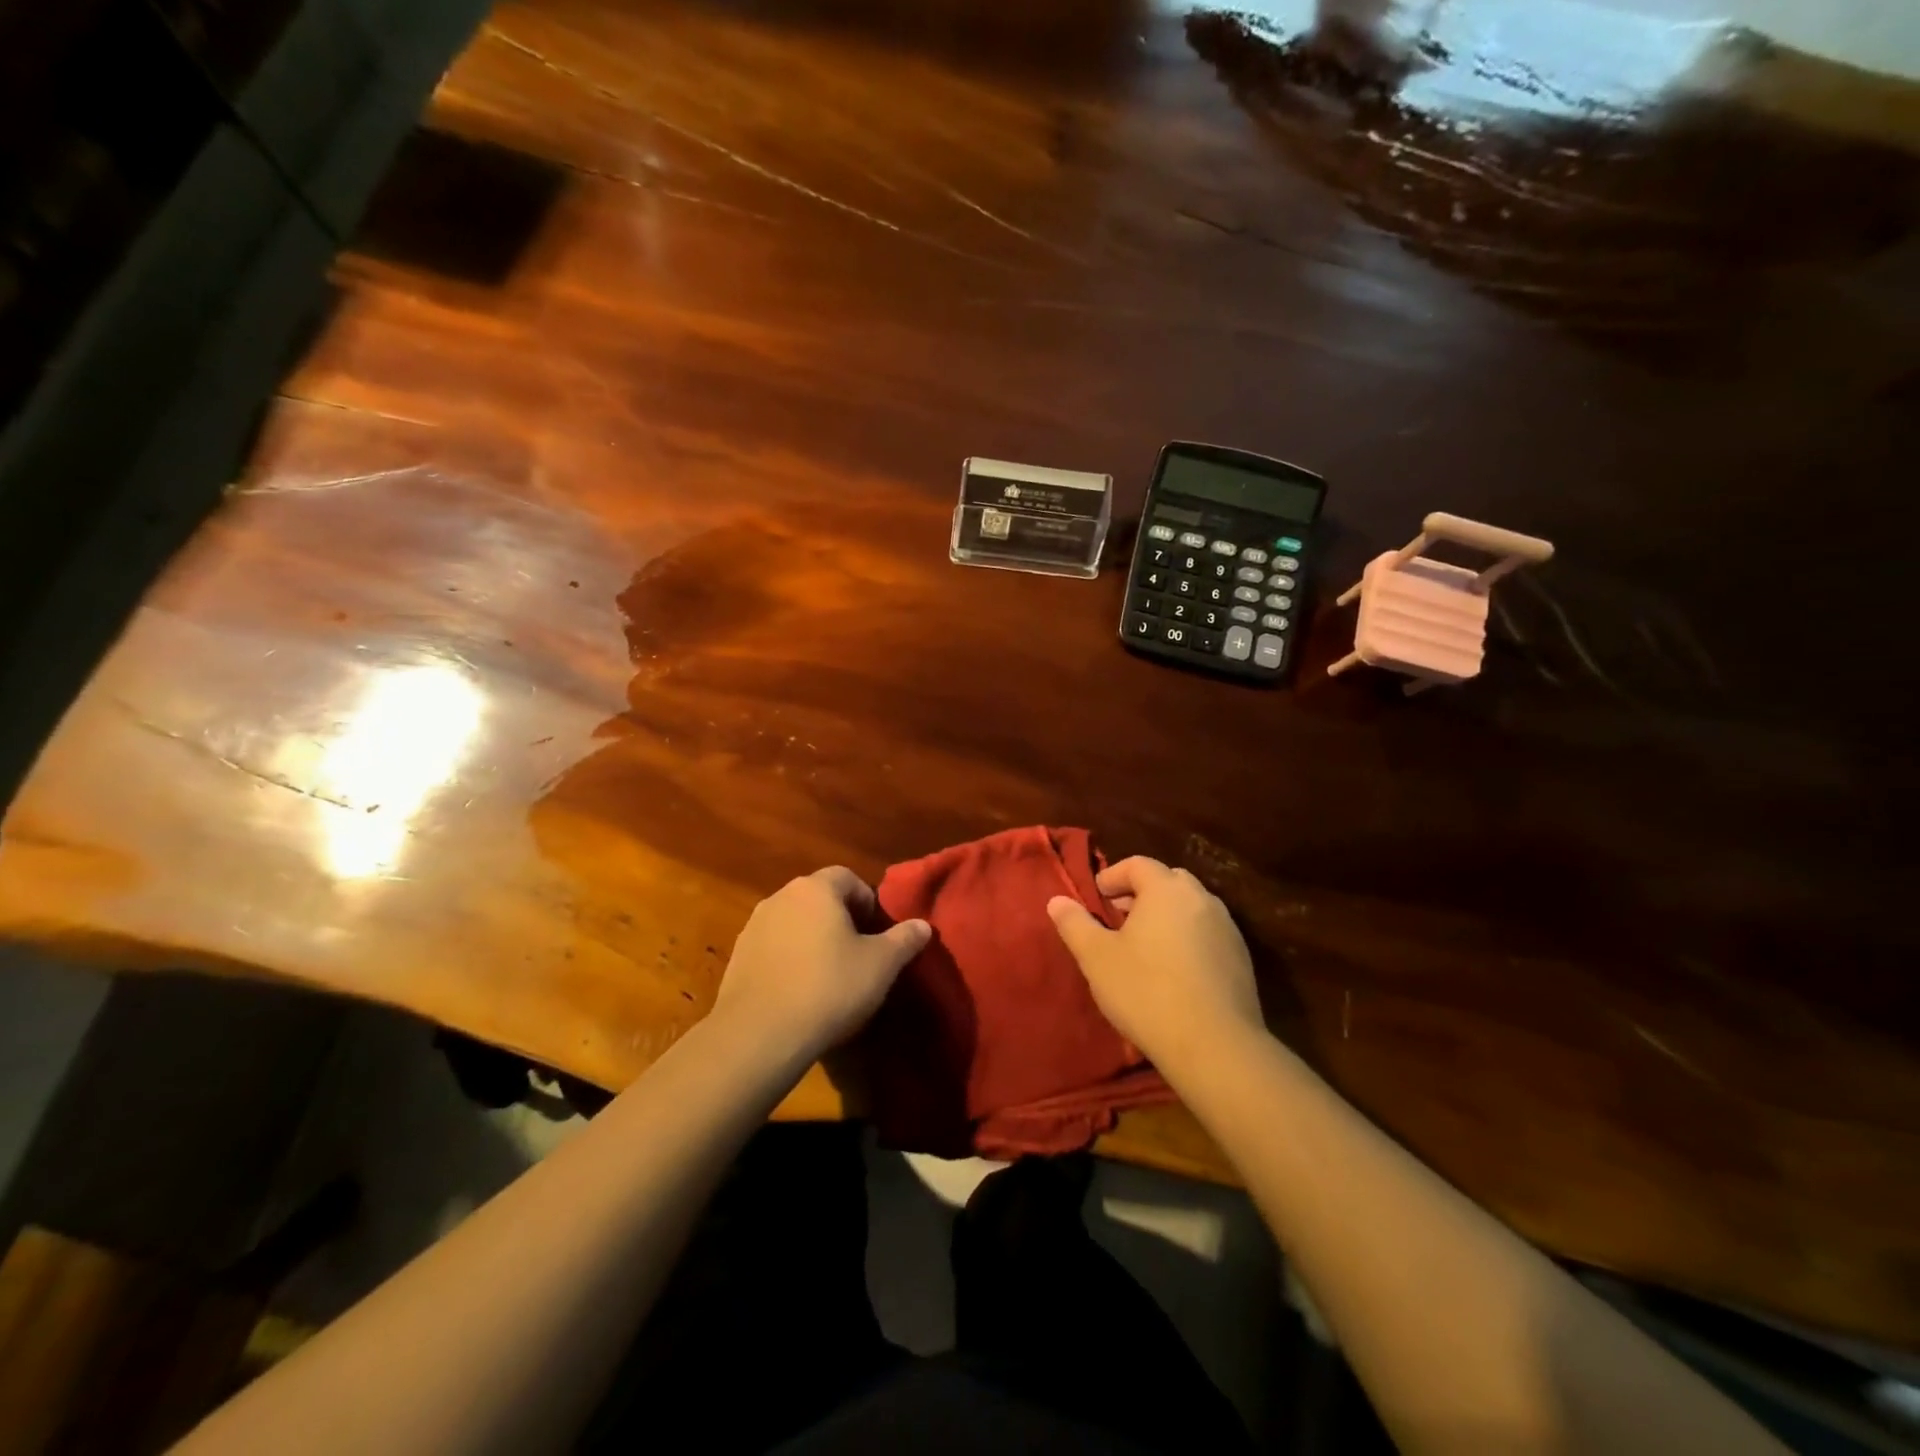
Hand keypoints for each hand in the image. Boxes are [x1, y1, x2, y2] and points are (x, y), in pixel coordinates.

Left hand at [712, 867, 930, 1067]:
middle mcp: (781, 897)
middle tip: (858, 954)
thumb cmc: (829, 988)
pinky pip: (773, 947)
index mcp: (816, 889)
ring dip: (812, 939)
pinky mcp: (737, 956)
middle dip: (840, 919)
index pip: (847, 878)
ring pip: (794, 922)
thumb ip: (904, 940)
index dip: (867, 902)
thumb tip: (923, 926)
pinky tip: (799, 991)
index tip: (877, 934)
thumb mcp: (881, 965)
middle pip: (818, 898)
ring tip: (828, 975)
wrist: (760, 1034)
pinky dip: (788, 959)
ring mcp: (754, 926)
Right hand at [1047, 856, 1264, 1072]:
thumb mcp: (1097, 958)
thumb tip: (1056, 900)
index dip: (1113, 876)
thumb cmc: (1146, 991)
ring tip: (1144, 947)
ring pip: (1190, 907)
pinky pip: (1207, 933)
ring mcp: (1227, 928)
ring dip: (1166, 916)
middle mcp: (1201, 899)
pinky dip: (1188, 939)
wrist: (1214, 1044)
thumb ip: (1074, 924)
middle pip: (1168, 881)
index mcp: (1166, 889)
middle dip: (1141, 894)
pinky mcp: (1241, 958)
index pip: (1138, 864)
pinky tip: (1174, 971)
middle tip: (1119, 919)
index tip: (1096, 898)